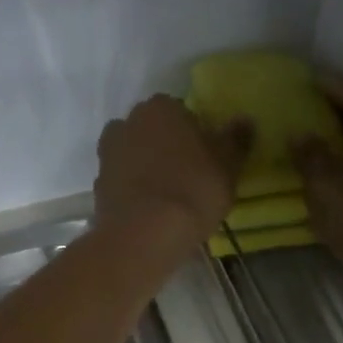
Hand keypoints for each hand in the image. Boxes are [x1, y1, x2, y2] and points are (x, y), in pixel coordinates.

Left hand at [95, 95, 250, 254]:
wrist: (143, 234)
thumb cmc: (193, 190)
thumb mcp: (227, 165)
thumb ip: (236, 139)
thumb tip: (244, 120)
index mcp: (161, 108)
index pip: (181, 110)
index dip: (195, 132)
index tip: (206, 156)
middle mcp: (128, 122)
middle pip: (153, 130)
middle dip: (167, 146)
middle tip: (189, 174)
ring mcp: (107, 154)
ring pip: (134, 154)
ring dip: (147, 167)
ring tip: (168, 195)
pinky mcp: (98, 185)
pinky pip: (122, 181)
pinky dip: (134, 189)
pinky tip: (150, 210)